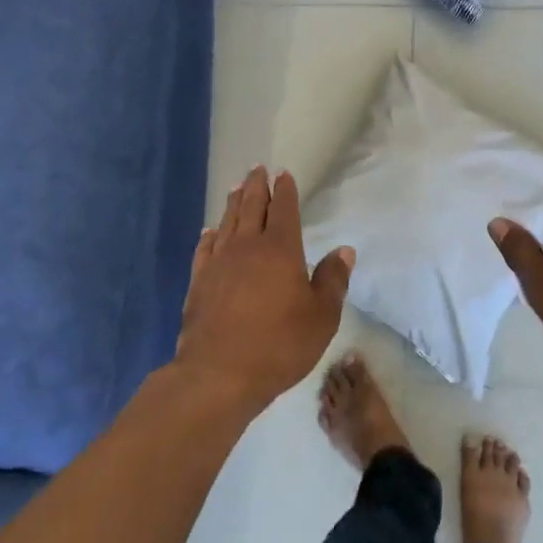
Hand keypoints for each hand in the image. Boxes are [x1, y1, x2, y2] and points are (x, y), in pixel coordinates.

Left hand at [176, 166, 354, 409]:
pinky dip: (209, 236)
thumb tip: (344, 250)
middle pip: (251, 207)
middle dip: (256, 186)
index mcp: (281, 250)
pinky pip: (205, 249)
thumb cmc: (280, 344)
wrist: (219, 373)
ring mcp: (219, 263)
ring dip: (233, 203)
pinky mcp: (199, 283)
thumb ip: (332, 280)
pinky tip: (210, 231)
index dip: (284, 190)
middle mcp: (247, 247)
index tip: (283, 173)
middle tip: (257, 169)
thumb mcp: (321, 317)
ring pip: (227, 223)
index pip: (284, 210)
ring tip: (236, 187)